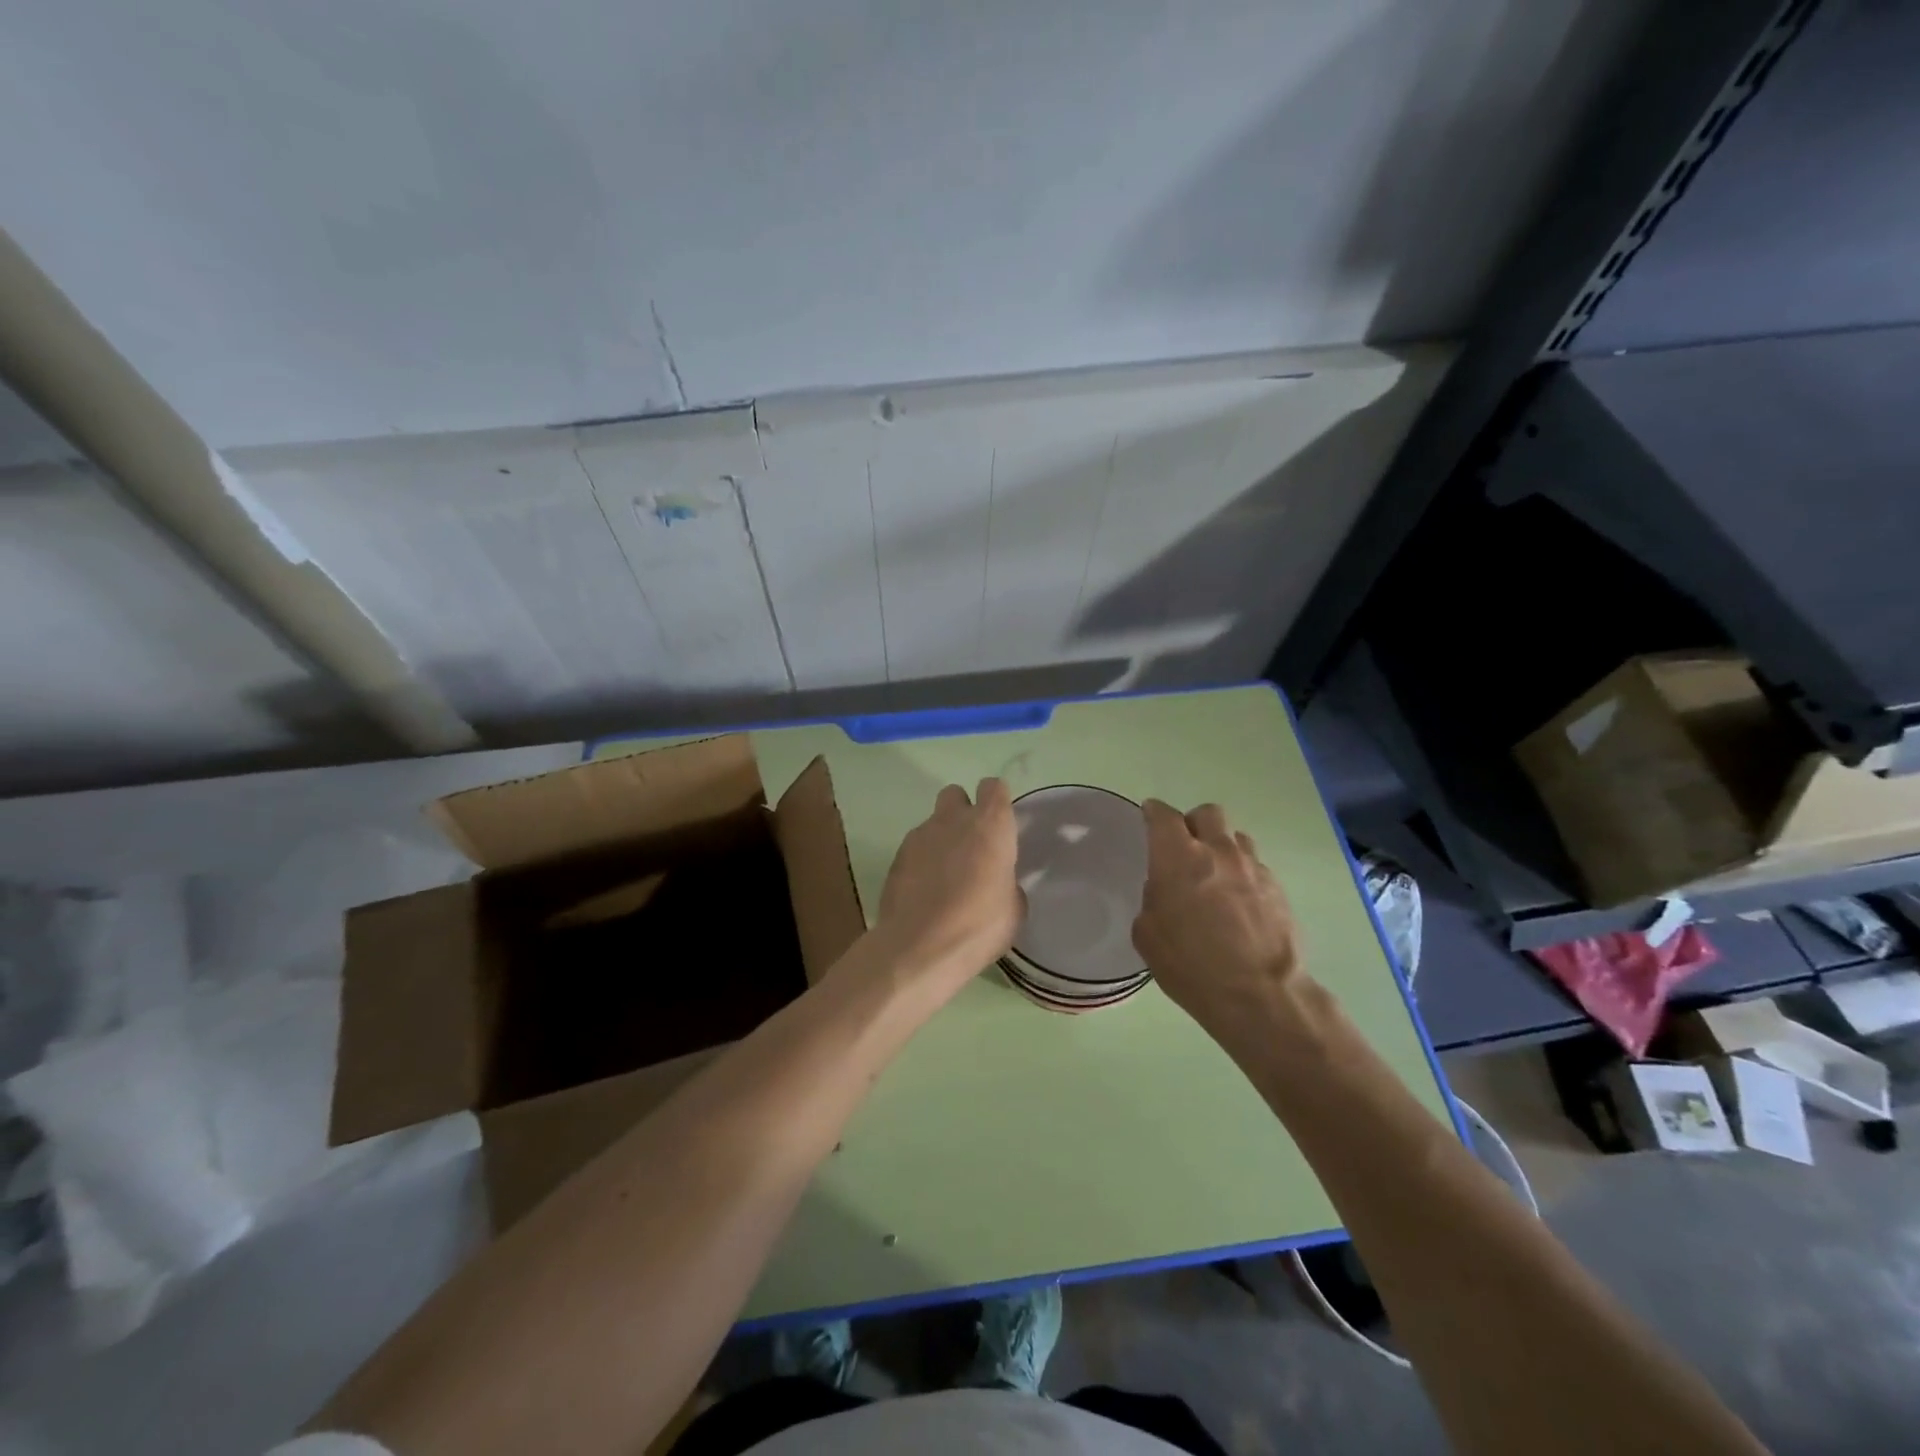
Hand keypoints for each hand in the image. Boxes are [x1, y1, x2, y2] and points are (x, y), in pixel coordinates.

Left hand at [872, 778, 1020, 993]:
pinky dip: (922, 862)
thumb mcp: (1013, 908)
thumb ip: (1006, 882)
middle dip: (963, 812)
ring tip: (946, 877)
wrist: (920, 947)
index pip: (994, 788)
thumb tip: (998, 882)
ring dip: (941, 840)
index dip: (997, 802)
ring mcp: (919, 835)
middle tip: (971, 846)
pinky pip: (915, 848)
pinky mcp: (896, 857)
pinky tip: (926, 892)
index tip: (1000, 826)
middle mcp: (953, 820)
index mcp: (990, 825)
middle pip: (956, 795)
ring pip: (933, 823)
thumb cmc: (979, 925)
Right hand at [1132, 800, 1303, 1035]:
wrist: (1260, 995)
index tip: (1149, 817)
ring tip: (1215, 875)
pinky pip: (1255, 866)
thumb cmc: (1192, 966)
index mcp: (1178, 857)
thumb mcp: (1148, 935)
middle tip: (1184, 847)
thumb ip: (1153, 900)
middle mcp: (1218, 851)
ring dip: (1221, 847)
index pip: (1163, 816)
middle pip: (1206, 814)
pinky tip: (1238, 902)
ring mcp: (1253, 867)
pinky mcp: (1278, 888)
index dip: (1153, 813)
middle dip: (1192, 823)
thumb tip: (1165, 891)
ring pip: (1235, 837)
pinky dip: (1242, 874)